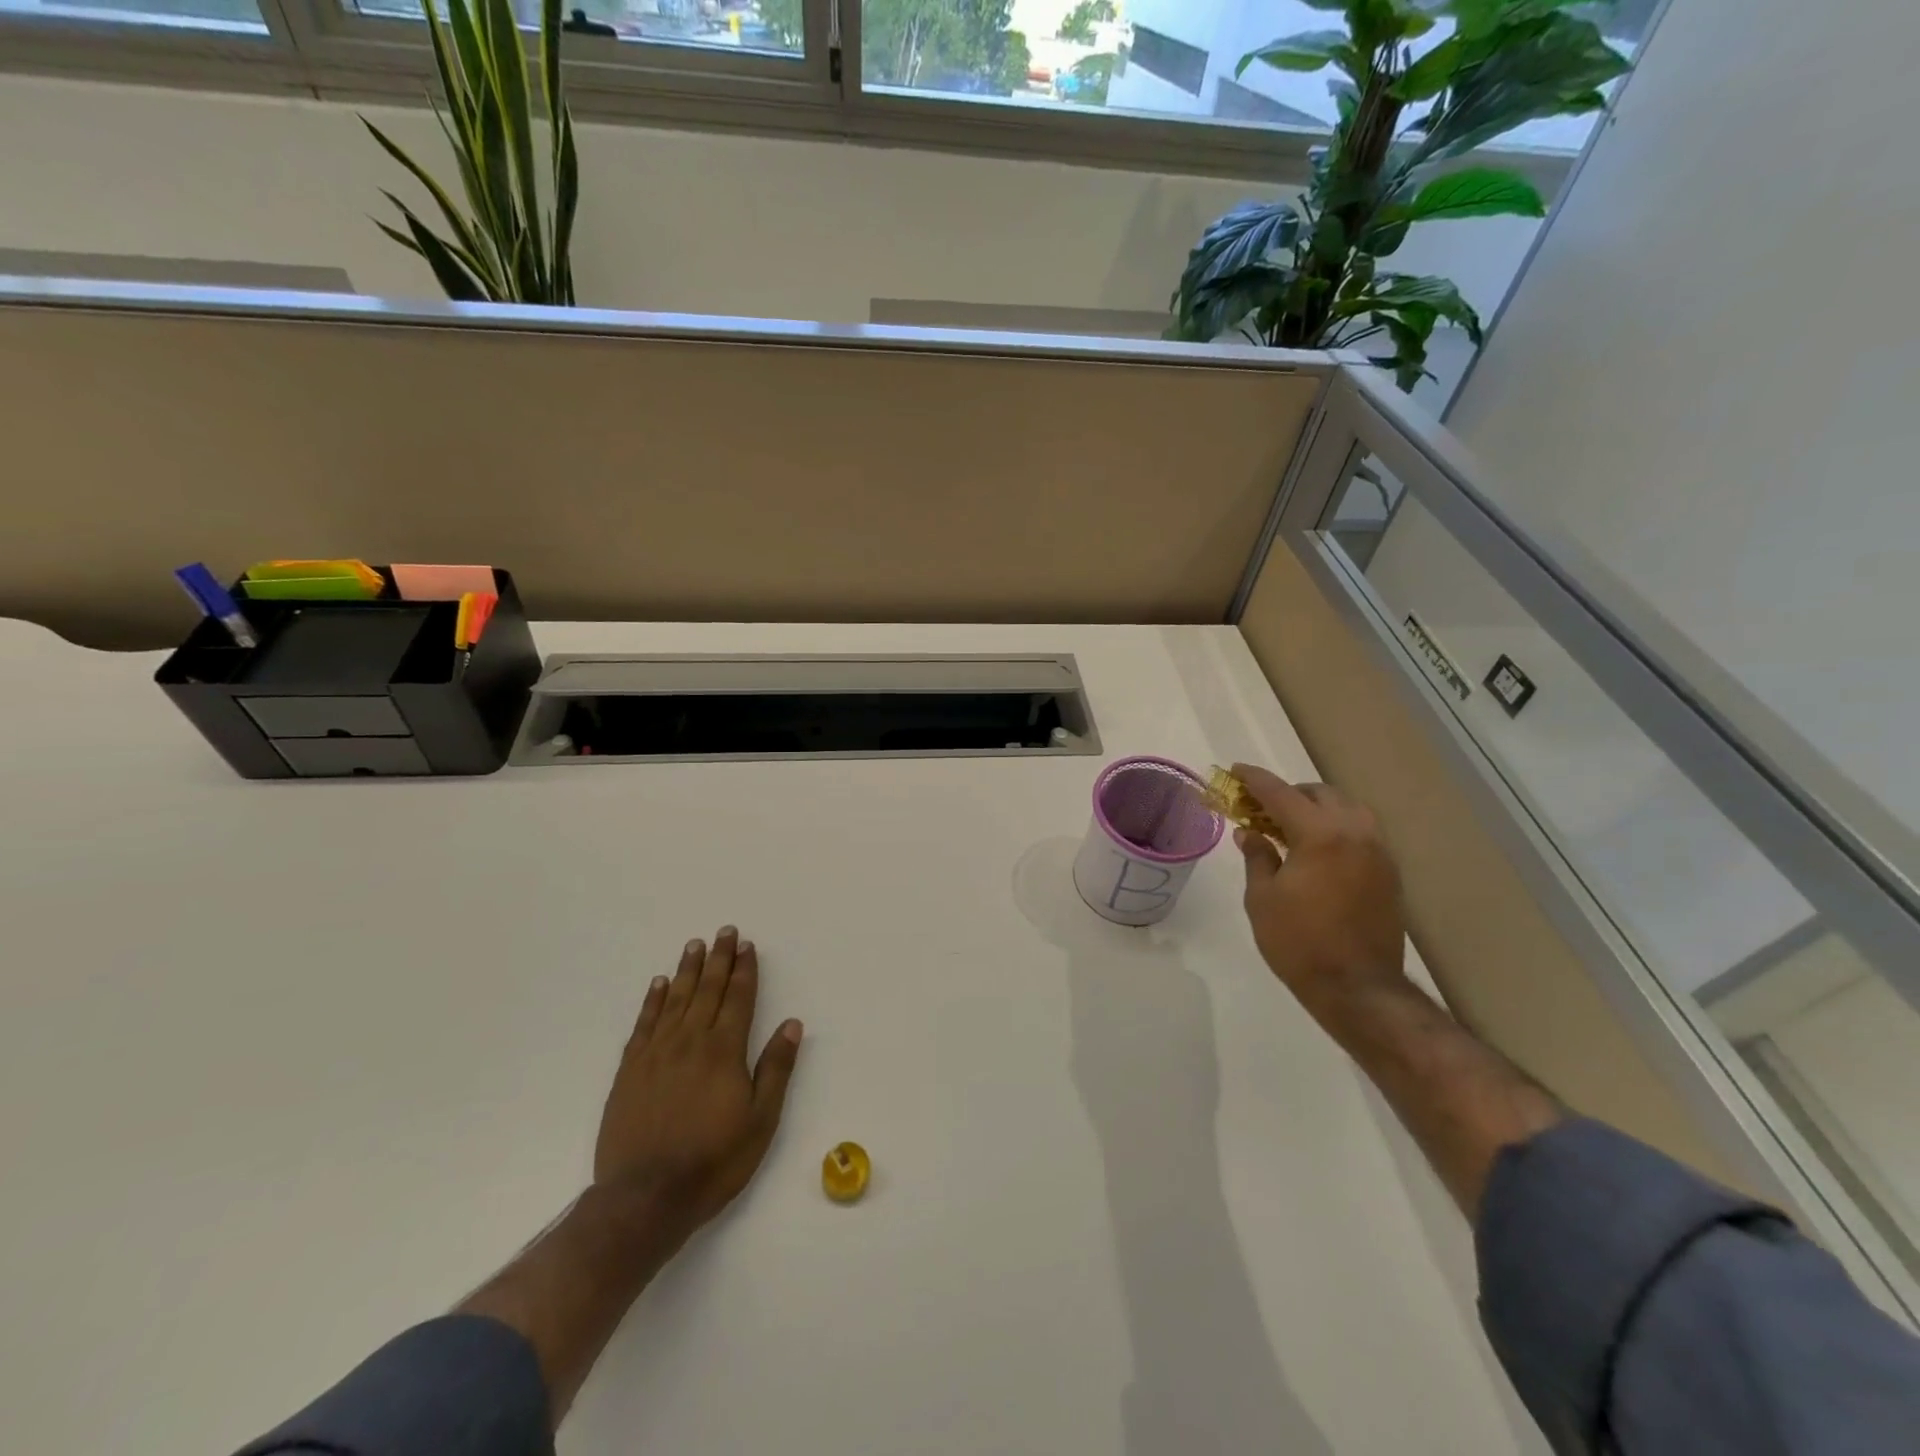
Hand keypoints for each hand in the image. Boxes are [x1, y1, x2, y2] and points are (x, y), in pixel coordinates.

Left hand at [593, 927, 802, 1242]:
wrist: (645, 1198)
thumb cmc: (713, 1161)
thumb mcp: (760, 1121)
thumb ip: (775, 1069)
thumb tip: (792, 1024)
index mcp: (724, 1051)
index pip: (738, 999)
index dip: (744, 970)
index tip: (746, 945)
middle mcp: (690, 1042)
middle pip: (707, 990)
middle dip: (718, 959)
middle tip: (724, 931)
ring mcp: (656, 1054)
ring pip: (675, 1000)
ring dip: (687, 970)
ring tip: (694, 945)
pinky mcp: (629, 1071)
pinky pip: (643, 1024)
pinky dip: (652, 1000)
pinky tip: (658, 984)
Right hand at [1231, 764, 1408, 1016]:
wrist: (1358, 988)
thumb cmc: (1299, 942)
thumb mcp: (1262, 898)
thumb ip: (1258, 857)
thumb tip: (1250, 833)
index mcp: (1320, 835)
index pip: (1281, 794)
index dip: (1255, 781)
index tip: (1235, 771)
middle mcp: (1355, 833)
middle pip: (1321, 794)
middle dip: (1289, 793)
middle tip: (1261, 808)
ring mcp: (1378, 852)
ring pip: (1347, 809)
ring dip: (1317, 808)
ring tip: (1290, 826)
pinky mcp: (1389, 873)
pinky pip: (1361, 832)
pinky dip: (1336, 828)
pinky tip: (1317, 849)